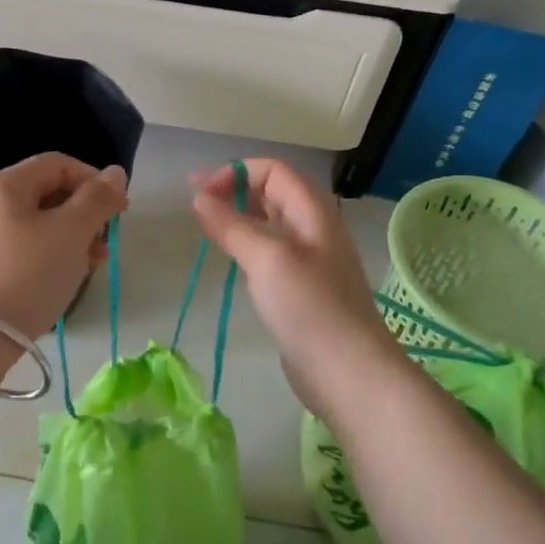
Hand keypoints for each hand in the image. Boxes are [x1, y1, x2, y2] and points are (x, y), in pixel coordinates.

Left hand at [0, 153, 128, 341]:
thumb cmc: (27, 276)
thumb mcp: (71, 233)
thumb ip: (97, 198)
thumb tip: (115, 172)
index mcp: (1, 183)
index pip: (57, 164)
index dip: (94, 181)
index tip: (119, 210)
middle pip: (42, 193)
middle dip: (81, 215)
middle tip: (103, 246)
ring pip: (28, 223)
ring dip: (64, 238)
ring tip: (86, 267)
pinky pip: (11, 246)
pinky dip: (39, 254)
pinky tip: (54, 280)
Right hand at [191, 159, 398, 415]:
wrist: (349, 373)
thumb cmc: (309, 307)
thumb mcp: (266, 259)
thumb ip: (231, 225)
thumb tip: (199, 198)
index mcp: (312, 211)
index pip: (272, 170)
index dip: (235, 173)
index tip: (199, 192)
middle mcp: (314, 228)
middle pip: (272, 192)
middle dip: (234, 190)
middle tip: (195, 204)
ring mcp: (310, 259)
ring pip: (270, 222)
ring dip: (238, 216)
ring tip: (207, 226)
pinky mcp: (302, 287)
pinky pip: (271, 251)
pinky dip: (247, 244)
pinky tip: (231, 259)